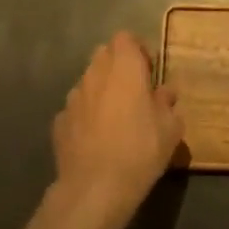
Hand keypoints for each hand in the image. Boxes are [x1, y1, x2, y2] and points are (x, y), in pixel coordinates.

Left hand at [50, 31, 181, 228]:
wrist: (94, 190)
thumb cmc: (140, 151)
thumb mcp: (170, 128)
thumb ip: (167, 103)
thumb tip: (164, 92)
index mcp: (124, 68)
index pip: (125, 37)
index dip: (137, 49)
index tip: (149, 70)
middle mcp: (95, 74)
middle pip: (104, 54)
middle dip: (118, 66)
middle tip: (134, 91)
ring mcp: (73, 97)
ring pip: (88, 81)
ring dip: (101, 90)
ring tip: (115, 118)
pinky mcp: (59, 122)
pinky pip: (76, 109)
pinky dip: (86, 115)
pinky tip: (95, 139)